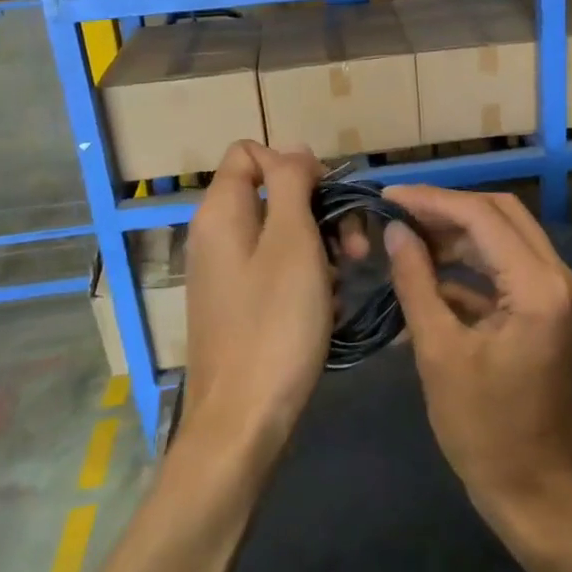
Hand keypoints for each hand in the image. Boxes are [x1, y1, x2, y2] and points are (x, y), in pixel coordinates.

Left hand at [182, 142, 332, 462]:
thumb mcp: (292, 242)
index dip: (293, 164)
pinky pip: (278, 268)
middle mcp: (217, 234)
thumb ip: (292, 184)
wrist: (243, 421)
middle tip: (354, 246)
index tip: (327, 198)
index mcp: (221, 212)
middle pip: (273, 192)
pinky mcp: (240, 303)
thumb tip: (294, 150)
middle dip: (319, 210)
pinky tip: (330, 304)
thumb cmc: (274, 323)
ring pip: (282, 233)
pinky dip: (308, 276)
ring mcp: (227, 272)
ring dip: (321, 245)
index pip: (250, 152)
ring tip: (347, 277)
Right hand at [381, 186, 571, 543]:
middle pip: (501, 214)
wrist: (535, 493)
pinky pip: (508, 268)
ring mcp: (559, 293)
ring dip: (458, 234)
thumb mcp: (439, 353)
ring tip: (406, 240)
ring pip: (505, 237)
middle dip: (447, 209)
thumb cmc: (484, 431)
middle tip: (398, 214)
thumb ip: (416, 282)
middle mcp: (559, 278)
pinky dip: (471, 265)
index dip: (432, 200)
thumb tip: (395, 232)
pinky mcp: (549, 310)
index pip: (483, 216)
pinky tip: (429, 274)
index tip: (388, 196)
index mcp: (539, 287)